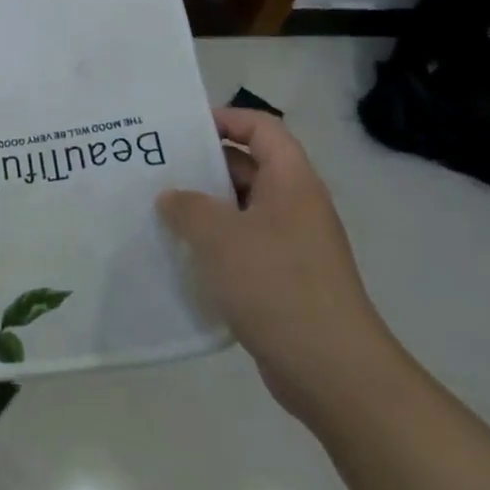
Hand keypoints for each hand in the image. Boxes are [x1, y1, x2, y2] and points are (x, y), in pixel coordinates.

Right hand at [157, 107, 402, 422]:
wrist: (332, 371)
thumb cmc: (275, 284)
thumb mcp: (218, 235)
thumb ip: (187, 206)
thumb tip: (171, 198)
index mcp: (291, 182)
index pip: (262, 128)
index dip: (225, 118)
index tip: (182, 130)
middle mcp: (297, 206)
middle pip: (249, 167)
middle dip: (203, 166)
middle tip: (157, 170)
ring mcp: (294, 245)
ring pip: (243, 210)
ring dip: (205, 209)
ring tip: (160, 212)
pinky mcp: (286, 280)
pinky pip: (245, 246)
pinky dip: (215, 245)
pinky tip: (182, 257)